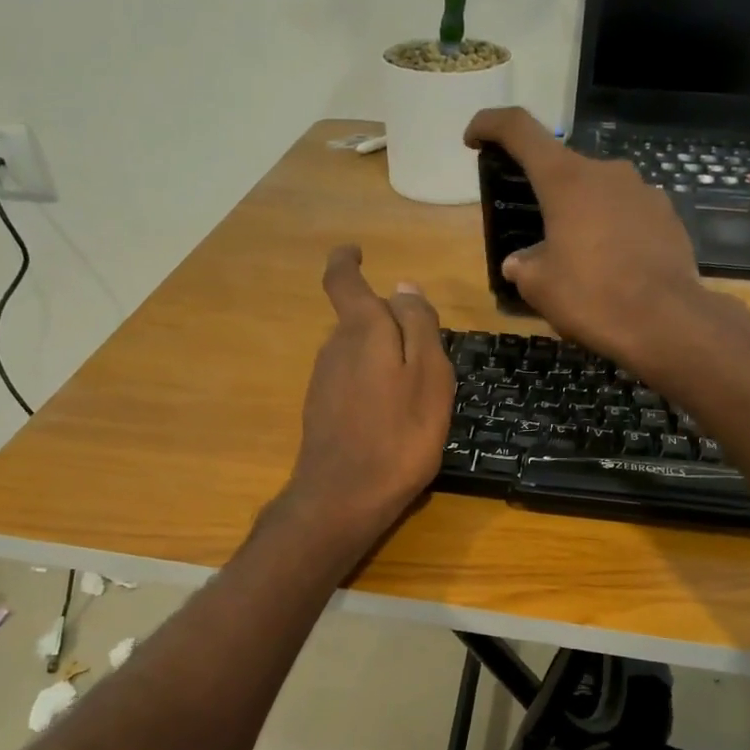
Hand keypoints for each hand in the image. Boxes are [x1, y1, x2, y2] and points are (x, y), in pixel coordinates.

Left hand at [283, 245, 454, 547]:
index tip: (356, 252)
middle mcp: (335, 348)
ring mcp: (324, 381)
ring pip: (358, 352)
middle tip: (427, 352)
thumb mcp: (428, 375)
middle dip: (389, 324)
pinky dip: (374, 384)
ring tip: (418, 392)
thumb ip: (418, 326)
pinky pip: (352, 381)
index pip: (343, 280)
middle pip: (360, 320)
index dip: (346, 261)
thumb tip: (405, 286)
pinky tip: (393, 417)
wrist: (345, 498)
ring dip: (384, 358)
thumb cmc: (399, 435)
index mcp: (362, 331)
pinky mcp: (321, 410)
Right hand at [464, 107, 749, 379]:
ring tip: (578, 260)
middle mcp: (607, 172)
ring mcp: (644, 191)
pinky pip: (629, 215)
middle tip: (536, 234)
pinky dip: (613, 232)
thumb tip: (519, 263)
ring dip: (582, 216)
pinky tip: (612, 268)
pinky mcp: (668, 217)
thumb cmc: (591, 297)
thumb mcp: (539, 287)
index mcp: (566, 179)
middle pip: (564, 169)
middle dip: (546, 195)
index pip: (520, 130)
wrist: (666, 323)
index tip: (474, 138)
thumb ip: (523, 265)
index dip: (491, 125)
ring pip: (600, 194)